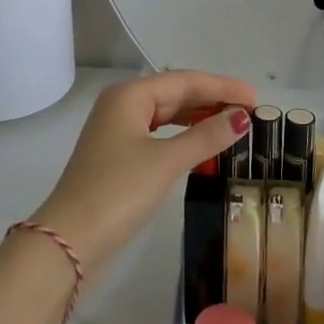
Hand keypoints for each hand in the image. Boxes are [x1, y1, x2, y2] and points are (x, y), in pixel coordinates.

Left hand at [30, 71, 254, 280]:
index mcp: (128, 96)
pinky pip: (158, 135)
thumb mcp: (166, 162)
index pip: (184, 81)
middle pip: (174, 94)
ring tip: (232, 124)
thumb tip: (242, 119)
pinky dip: (183, 137)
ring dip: (198, 118)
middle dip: (212, 100)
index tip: (255, 97)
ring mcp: (116, 133)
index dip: (221, 87)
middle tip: (250, 111)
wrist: (68, 243)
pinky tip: (201, 145)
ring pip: (166, 115)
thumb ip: (205, 137)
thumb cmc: (118, 192)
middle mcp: (120, 106)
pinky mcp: (117, 158)